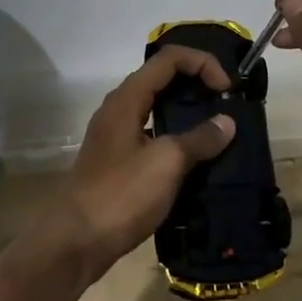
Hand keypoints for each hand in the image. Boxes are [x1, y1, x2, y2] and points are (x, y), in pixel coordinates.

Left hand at [36, 46, 235, 283]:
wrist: (75, 242)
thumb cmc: (121, 194)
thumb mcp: (166, 163)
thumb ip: (199, 139)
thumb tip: (226, 123)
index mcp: (128, 98)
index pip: (169, 58)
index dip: (202, 63)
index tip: (227, 89)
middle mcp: (120, 108)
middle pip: (162, 78)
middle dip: (196, 83)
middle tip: (226, 103)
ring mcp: (116, 135)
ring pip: (157, 108)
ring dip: (187, 112)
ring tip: (217, 129)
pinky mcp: (118, 161)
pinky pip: (153, 134)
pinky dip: (176, 137)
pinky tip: (195, 159)